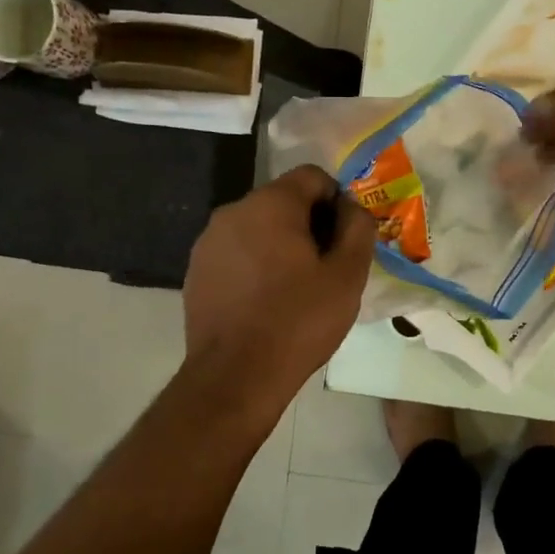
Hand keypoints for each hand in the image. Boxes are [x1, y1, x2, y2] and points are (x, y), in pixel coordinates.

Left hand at [182, 166, 376, 405]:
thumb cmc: (299, 321)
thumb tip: (351, 207)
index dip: (337, 202)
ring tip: (296, 289)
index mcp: (271, 204)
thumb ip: (358, 228)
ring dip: (281, 246)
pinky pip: (236, 253)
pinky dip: (256, 266)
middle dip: (309, 225)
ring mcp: (208, 242)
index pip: (313, 177)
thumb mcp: (347, 275)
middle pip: (283, 201)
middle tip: (326, 269)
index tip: (346, 240)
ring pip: (258, 228)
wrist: (236, 376)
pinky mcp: (196, 271)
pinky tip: (266, 303)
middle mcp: (233, 212)